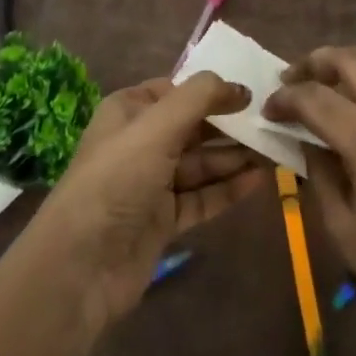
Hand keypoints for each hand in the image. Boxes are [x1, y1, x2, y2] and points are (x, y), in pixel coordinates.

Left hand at [22, 72, 267, 332]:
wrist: (81, 267)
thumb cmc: (117, 180)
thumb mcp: (157, 126)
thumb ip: (200, 97)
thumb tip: (240, 87)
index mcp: (130, 111)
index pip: (179, 89)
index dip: (214, 89)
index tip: (253, 91)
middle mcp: (140, 142)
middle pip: (194, 126)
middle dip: (230, 124)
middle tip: (272, 123)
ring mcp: (152, 183)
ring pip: (201, 163)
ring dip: (235, 157)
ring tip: (274, 151)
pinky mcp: (163, 220)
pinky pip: (202, 197)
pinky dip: (228, 189)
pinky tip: (259, 181)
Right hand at [264, 46, 355, 354]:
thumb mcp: (345, 230)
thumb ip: (319, 174)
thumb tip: (302, 139)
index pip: (315, 99)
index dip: (285, 98)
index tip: (269, 109)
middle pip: (349, 61)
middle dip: (313, 64)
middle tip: (292, 80)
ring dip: (350, 59)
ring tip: (331, 78)